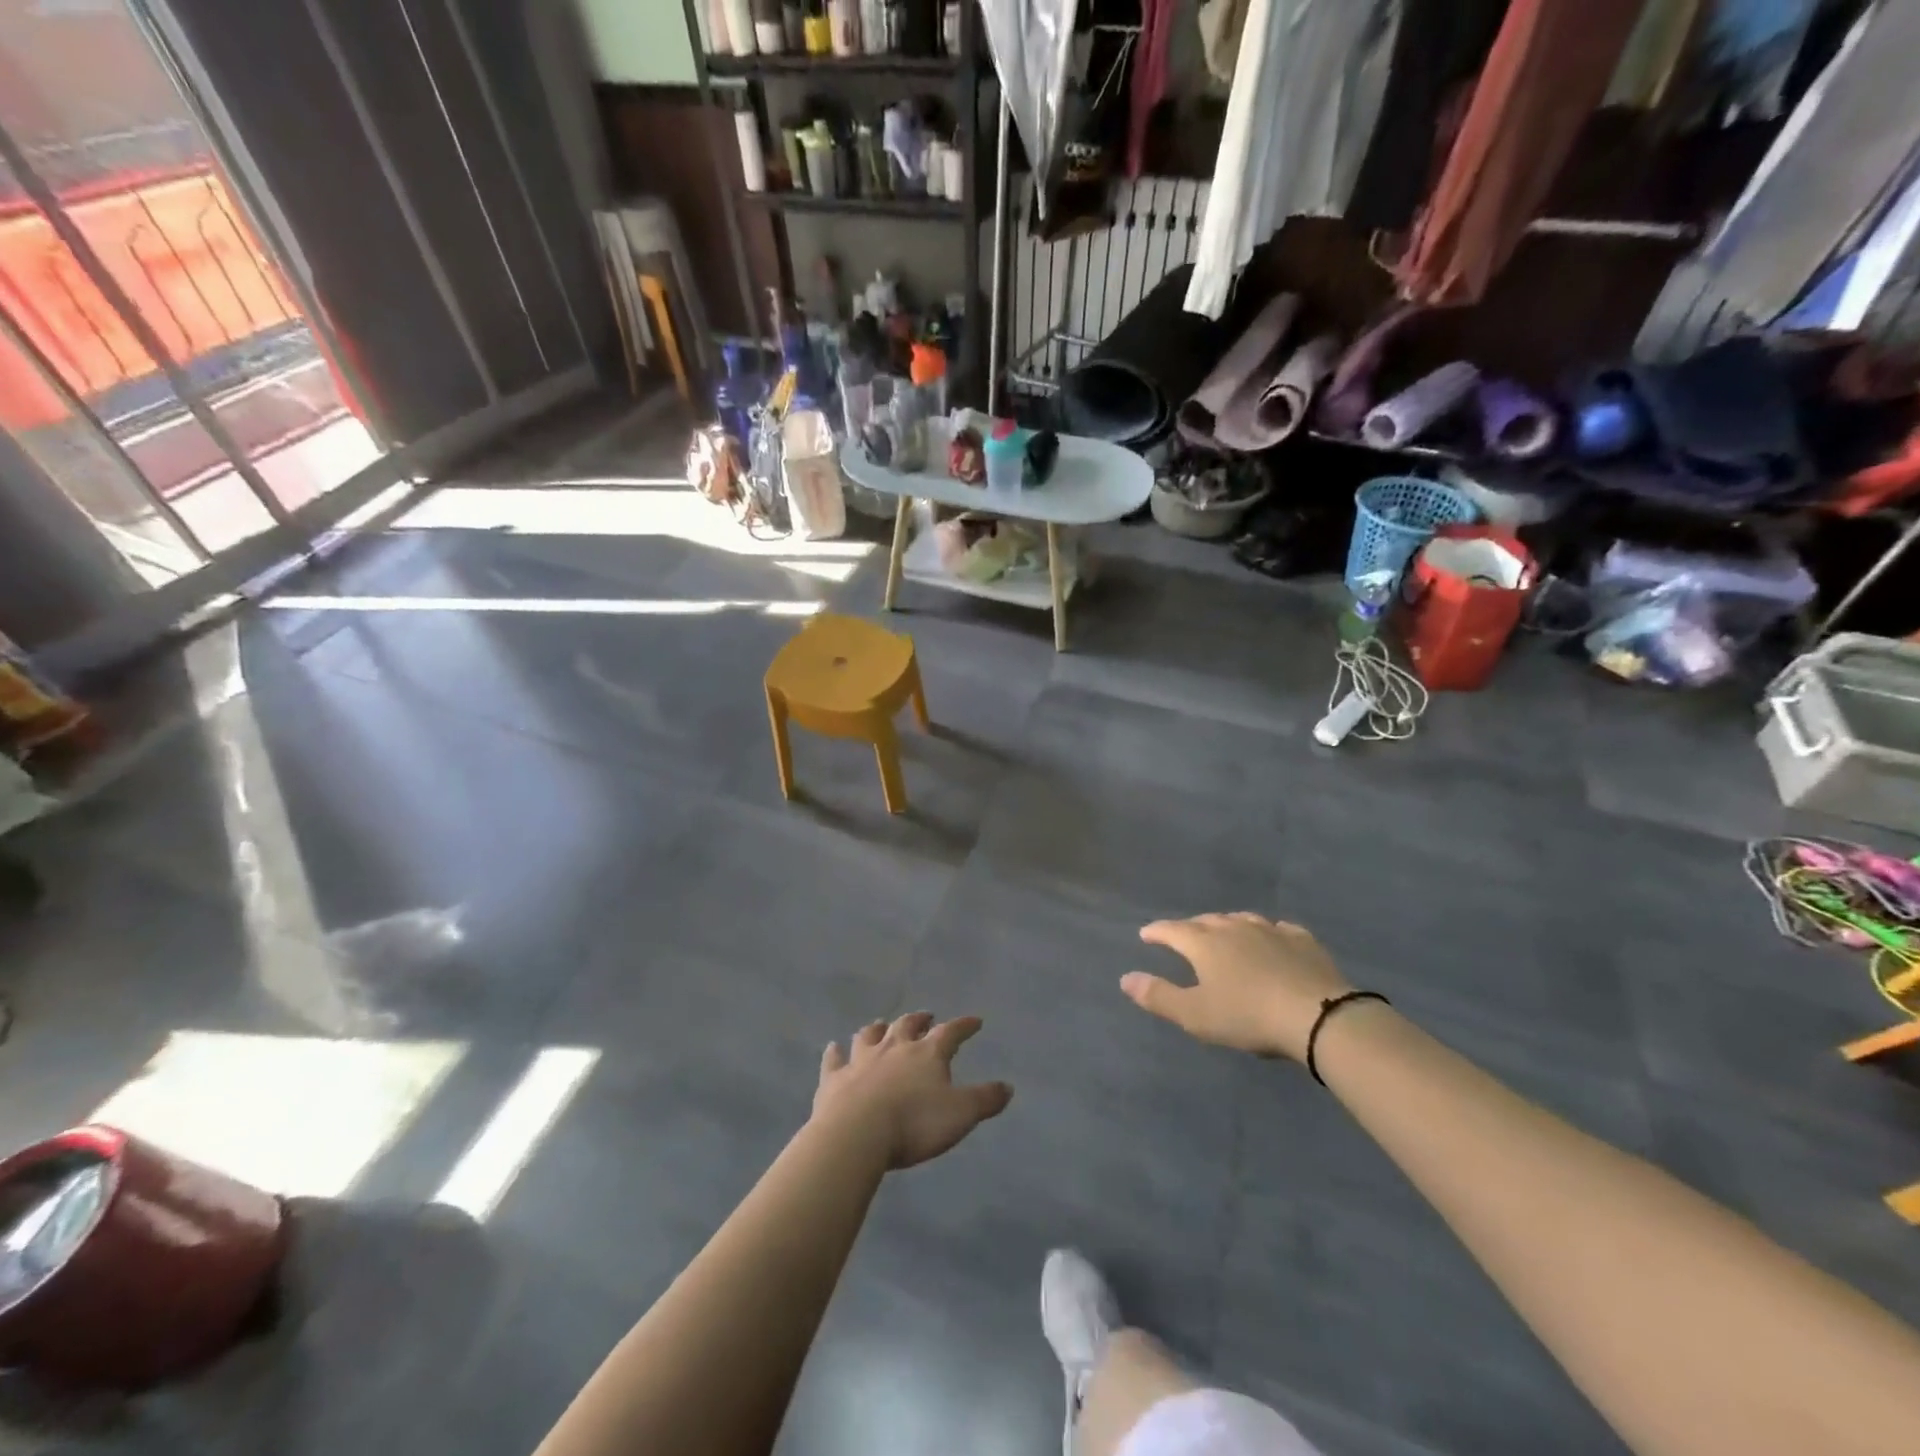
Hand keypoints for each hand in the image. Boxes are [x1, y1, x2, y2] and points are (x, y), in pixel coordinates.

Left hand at [813, 1012, 1012, 1168]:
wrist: (857, 1134)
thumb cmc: (914, 1124)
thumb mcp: (961, 1115)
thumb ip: (985, 1100)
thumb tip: (1008, 1087)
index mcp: (927, 1053)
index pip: (950, 1033)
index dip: (964, 1026)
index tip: (975, 1021)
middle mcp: (894, 1047)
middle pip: (907, 1025)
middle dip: (919, 1019)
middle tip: (926, 1016)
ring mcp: (861, 1060)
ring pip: (870, 1035)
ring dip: (878, 1029)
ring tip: (882, 1025)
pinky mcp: (834, 1078)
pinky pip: (834, 1059)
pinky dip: (835, 1052)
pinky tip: (834, 1048)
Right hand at [1121, 913, 1351, 1061]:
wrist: (1318, 1015)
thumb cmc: (1248, 1016)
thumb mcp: (1196, 1015)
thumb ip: (1159, 996)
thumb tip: (1124, 978)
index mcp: (1205, 944)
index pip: (1172, 930)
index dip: (1157, 931)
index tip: (1145, 934)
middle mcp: (1234, 928)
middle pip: (1206, 921)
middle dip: (1190, 927)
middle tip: (1183, 935)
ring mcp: (1271, 931)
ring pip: (1241, 919)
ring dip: (1227, 924)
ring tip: (1223, 932)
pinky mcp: (1302, 941)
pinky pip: (1278, 928)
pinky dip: (1267, 932)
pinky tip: (1272, 937)